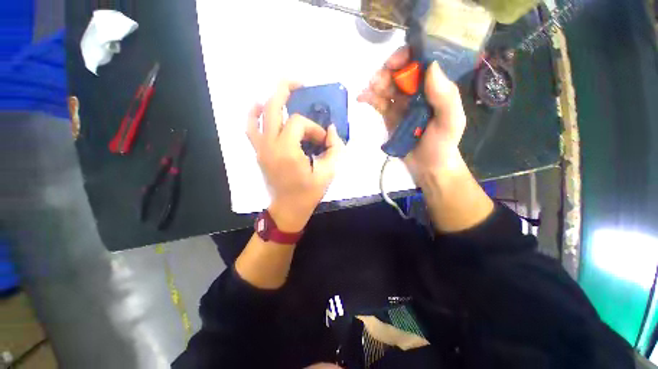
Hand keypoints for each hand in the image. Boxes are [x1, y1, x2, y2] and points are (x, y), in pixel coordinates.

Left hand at [247, 82, 344, 231]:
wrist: (287, 209)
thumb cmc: (308, 193)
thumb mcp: (328, 173)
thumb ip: (335, 149)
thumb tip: (332, 130)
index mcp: (287, 150)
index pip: (300, 123)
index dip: (314, 127)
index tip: (323, 140)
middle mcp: (270, 145)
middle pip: (273, 107)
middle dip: (286, 89)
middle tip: (299, 82)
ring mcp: (260, 148)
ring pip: (257, 114)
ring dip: (270, 99)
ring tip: (283, 92)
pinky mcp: (258, 152)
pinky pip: (250, 128)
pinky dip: (253, 114)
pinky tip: (260, 107)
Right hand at [357, 48, 466, 181]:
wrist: (428, 167)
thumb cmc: (442, 144)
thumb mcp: (451, 121)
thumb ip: (445, 96)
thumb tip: (430, 66)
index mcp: (434, 88)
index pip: (420, 63)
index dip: (406, 57)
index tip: (394, 63)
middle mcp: (417, 92)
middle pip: (400, 73)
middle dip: (386, 72)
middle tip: (376, 81)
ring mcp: (402, 104)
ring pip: (387, 87)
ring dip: (375, 85)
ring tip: (368, 91)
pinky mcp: (390, 116)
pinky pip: (379, 103)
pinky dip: (370, 98)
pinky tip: (362, 98)